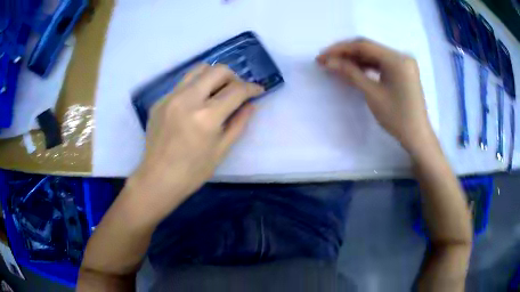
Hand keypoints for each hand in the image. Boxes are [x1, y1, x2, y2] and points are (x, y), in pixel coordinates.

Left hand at [127, 64, 262, 223]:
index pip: (236, 90)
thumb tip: (251, 105)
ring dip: (213, 76)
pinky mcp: (160, 100)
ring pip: (198, 70)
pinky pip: (182, 84)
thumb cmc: (193, 171)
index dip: (252, 88)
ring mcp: (170, 97)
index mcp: (206, 116)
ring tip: (217, 92)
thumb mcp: (222, 150)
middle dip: (234, 77)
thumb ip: (239, 123)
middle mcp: (187, 99)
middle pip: (217, 70)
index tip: (258, 90)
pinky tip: (195, 105)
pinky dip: (196, 87)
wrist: (158, 178)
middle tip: (236, 91)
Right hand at [316, 39, 436, 155]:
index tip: (322, 56)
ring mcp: (403, 63)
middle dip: (346, 53)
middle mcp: (401, 55)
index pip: (363, 46)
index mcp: (396, 59)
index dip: (340, 49)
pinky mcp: (403, 71)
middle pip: (369, 48)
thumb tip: (328, 61)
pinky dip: (368, 65)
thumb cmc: (397, 117)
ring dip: (356, 59)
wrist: (417, 136)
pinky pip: (382, 63)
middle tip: (326, 60)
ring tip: (337, 65)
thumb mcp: (372, 93)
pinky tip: (355, 69)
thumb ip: (350, 73)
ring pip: (374, 55)